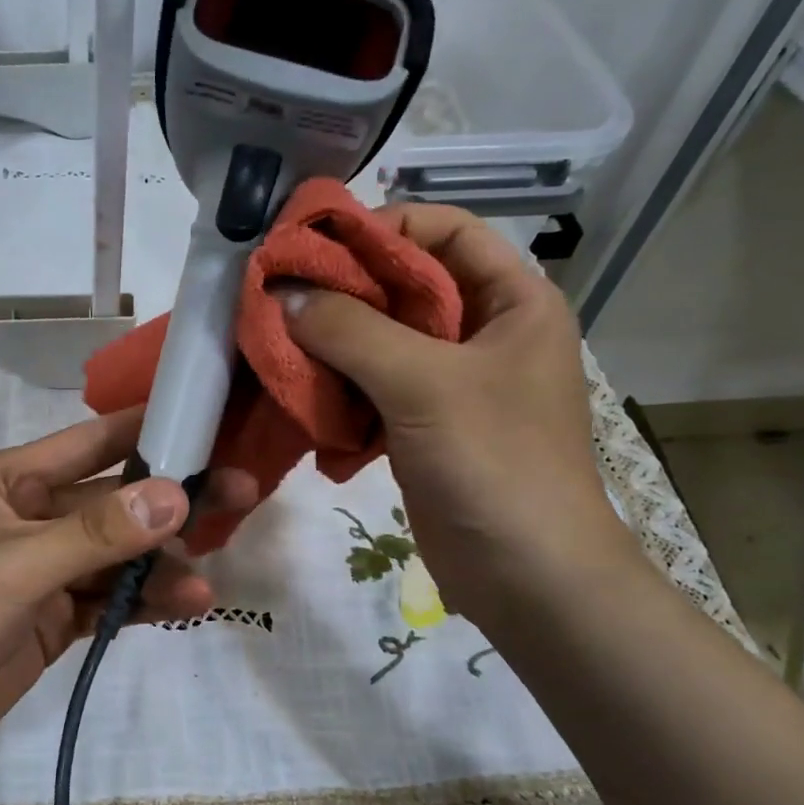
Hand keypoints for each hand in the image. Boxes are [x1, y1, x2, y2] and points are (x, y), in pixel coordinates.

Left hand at [0, 406, 256, 779]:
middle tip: (242, 494)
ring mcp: (46, 569)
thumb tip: (177, 495)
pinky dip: (145, 601)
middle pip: (116, 500)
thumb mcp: (17, 567)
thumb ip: (97, 533)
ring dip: (163, 565)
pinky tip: (188, 606)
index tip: (212, 423)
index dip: (150, 430)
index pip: (92, 442)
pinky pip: (111, 597)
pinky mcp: (55, 616)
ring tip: (207, 582)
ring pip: (120, 554)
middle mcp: (32, 515)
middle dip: (173, 502)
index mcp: (10, 481)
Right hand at [278, 203, 634, 625]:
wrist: (526, 575)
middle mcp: (484, 333)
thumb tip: (283, 294)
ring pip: (381, 342)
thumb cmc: (495, 464)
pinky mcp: (423, 427)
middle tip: (277, 299)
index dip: (380, 229)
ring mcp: (452, 384)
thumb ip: (352, 331)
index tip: (311, 248)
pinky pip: (372, 391)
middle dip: (342, 293)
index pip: (444, 232)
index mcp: (512, 301)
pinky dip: (338, 392)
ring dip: (331, 346)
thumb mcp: (425, 385)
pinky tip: (301, 400)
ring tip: (278, 348)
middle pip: (404, 287)